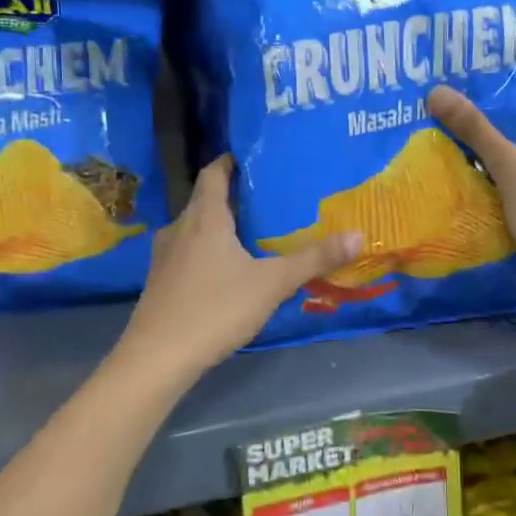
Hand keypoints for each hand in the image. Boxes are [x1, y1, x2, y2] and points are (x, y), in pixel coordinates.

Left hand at [119, 155, 362, 380]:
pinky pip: (188, 252)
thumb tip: (358, 235)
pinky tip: (227, 271)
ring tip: (253, 234)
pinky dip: (208, 251)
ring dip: (221, 226)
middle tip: (270, 199)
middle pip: (206, 200)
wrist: (157, 358)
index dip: (232, 161)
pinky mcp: (160, 281)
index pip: (214, 173)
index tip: (256, 158)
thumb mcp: (272, 284)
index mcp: (204, 217)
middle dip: (235, 197)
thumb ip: (314, 259)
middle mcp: (180, 228)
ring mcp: (165, 256)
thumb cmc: (215, 309)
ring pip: (196, 228)